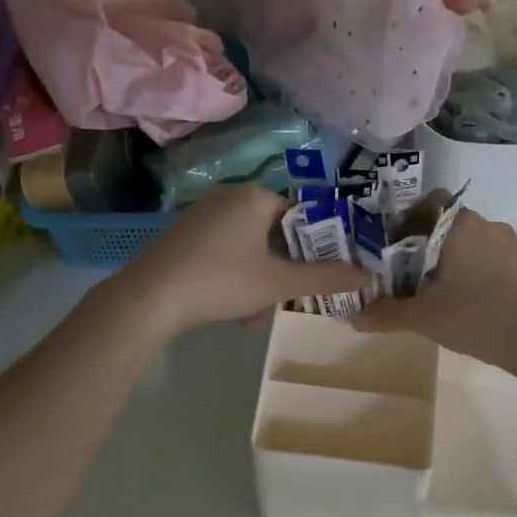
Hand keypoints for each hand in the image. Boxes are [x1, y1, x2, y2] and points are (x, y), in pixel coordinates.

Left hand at [121, 185, 367, 337]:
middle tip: (286, 303)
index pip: (302, 214)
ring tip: (254, 320)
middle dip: (283, 273)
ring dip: (260, 283)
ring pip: (250, 248)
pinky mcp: (185, 234)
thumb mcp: (278, 283)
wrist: (149, 297)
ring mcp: (204, 214)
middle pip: (275, 234)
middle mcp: (230, 196)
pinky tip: (234, 313)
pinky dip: (235, 278)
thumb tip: (368, 277)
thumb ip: (325, 278)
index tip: (322, 275)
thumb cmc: (221, 280)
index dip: (318, 246)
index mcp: (256, 196)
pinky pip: (225, 251)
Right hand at [355, 209, 516, 367]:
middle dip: (441, 245)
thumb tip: (354, 317)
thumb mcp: (423, 319)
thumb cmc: (474, 318)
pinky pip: (511, 255)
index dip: (415, 221)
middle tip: (426, 276)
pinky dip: (500, 267)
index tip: (405, 248)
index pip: (431, 203)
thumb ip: (386, 313)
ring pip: (484, 239)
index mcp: (458, 226)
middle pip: (456, 224)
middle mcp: (488, 224)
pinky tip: (494, 290)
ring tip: (461, 288)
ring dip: (471, 255)